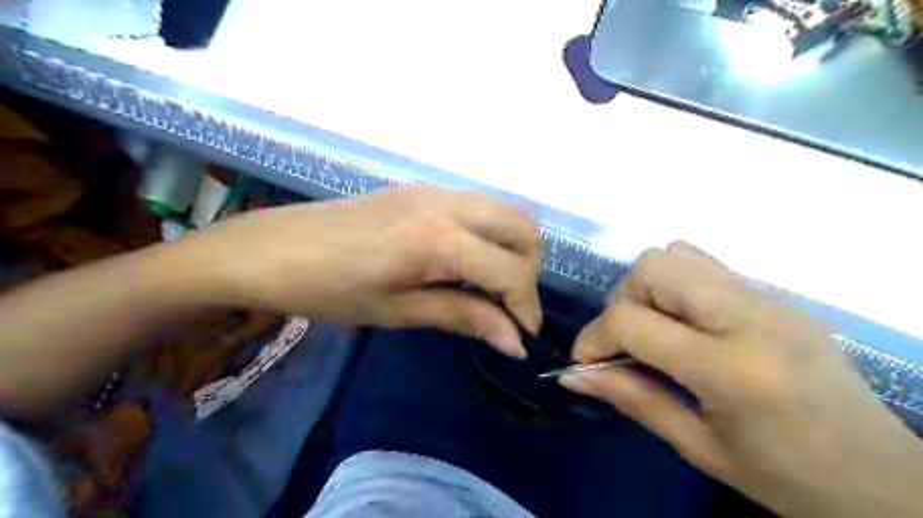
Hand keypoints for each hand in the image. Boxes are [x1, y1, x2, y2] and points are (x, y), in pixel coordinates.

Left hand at [162, 188, 542, 356]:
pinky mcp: (422, 189)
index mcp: (440, 239)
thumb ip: (463, 316)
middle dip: (529, 270)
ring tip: (487, 283)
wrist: (271, 249)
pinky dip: (488, 233)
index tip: (521, 336)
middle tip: (505, 303)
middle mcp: (448, 204)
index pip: (512, 271)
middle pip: (524, 227)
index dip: (526, 308)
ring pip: (505, 210)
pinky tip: (462, 260)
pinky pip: (478, 206)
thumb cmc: (329, 290)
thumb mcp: (399, 311)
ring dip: (511, 248)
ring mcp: (435, 190)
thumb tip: (514, 341)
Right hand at [558, 243, 922, 517]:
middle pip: (653, 267)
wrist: (887, 480)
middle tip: (625, 341)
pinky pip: (706, 264)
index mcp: (731, 369)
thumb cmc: (787, 478)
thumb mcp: (698, 447)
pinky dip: (677, 284)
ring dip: (648, 287)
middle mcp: (750, 316)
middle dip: (621, 300)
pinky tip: (686, 324)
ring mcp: (769, 297)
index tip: (586, 362)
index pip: (633, 321)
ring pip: (677, 253)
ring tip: (655, 329)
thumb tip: (572, 377)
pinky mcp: (777, 293)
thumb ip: (631, 399)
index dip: (593, 337)